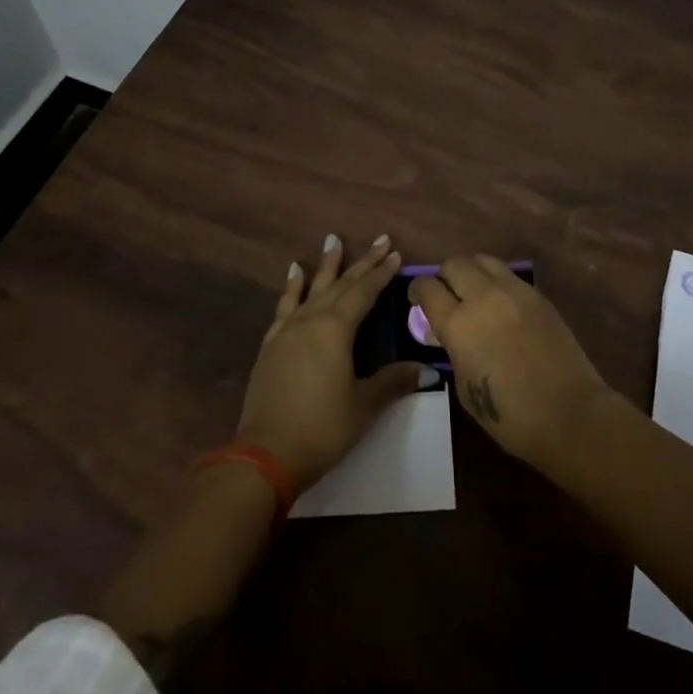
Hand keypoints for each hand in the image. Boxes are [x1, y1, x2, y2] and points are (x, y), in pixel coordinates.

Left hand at [236, 234, 427, 489]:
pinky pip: (285, 305)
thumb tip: (427, 371)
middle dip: (363, 262)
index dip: (382, 274)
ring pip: (312, 288)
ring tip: (332, 239)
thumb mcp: (363, 406)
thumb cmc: (322, 428)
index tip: (396, 254)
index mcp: (336, 329)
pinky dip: (292, 287)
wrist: (266, 454)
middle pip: (341, 284)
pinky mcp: (271, 344)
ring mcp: (288, 330)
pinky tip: (294, 272)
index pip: (364, 293)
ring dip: (326, 264)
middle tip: (380, 240)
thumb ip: (393, 382)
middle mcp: (311, 320)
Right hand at [410, 255, 611, 469]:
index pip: (427, 287)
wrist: (570, 414)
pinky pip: (508, 275)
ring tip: (474, 292)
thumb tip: (447, 334)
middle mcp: (483, 296)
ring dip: (472, 272)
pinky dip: (497, 281)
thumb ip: (452, 351)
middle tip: (446, 296)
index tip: (418, 301)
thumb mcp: (465, 387)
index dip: (417, 291)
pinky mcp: (538, 295)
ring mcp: (514, 291)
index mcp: (458, 323)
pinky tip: (501, 304)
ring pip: (483, 260)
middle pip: (454, 264)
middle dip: (444, 277)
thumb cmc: (510, 415)